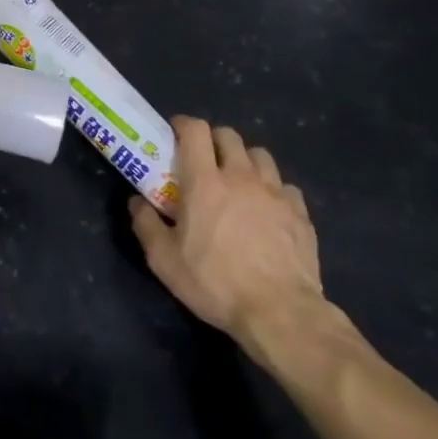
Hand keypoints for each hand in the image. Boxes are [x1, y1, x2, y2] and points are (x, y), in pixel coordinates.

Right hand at [129, 119, 329, 366]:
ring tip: (238, 181)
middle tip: (204, 160)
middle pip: (229, 136)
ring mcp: (275, 193)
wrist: (281, 314)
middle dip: (214, 140)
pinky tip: (267, 209)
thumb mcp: (164, 260)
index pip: (195, 130)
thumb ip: (146, 225)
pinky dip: (273, 189)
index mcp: (205, 181)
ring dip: (244, 160)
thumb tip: (136, 202)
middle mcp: (241, 177)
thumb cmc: (215, 283)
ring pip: (260, 155)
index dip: (183, 124)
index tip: (174, 133)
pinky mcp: (301, 214)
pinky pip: (285, 187)